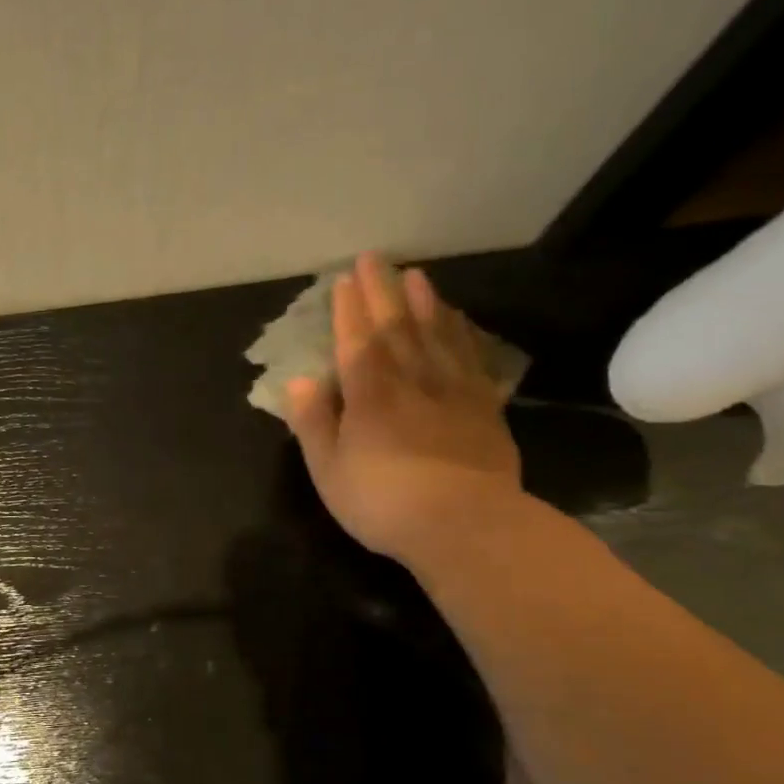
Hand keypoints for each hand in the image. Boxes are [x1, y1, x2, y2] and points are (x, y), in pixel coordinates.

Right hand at [285, 252, 522, 565]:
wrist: (465, 524)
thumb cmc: (383, 502)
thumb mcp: (329, 470)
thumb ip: (313, 422)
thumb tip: (299, 381)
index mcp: (369, 394)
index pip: (355, 341)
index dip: (348, 310)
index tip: (342, 281)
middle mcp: (411, 379)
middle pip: (396, 326)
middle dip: (382, 291)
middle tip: (375, 259)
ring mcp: (452, 390)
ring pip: (437, 334)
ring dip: (425, 302)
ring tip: (417, 275)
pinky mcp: (484, 406)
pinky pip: (470, 357)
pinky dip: (461, 334)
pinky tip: (458, 322)